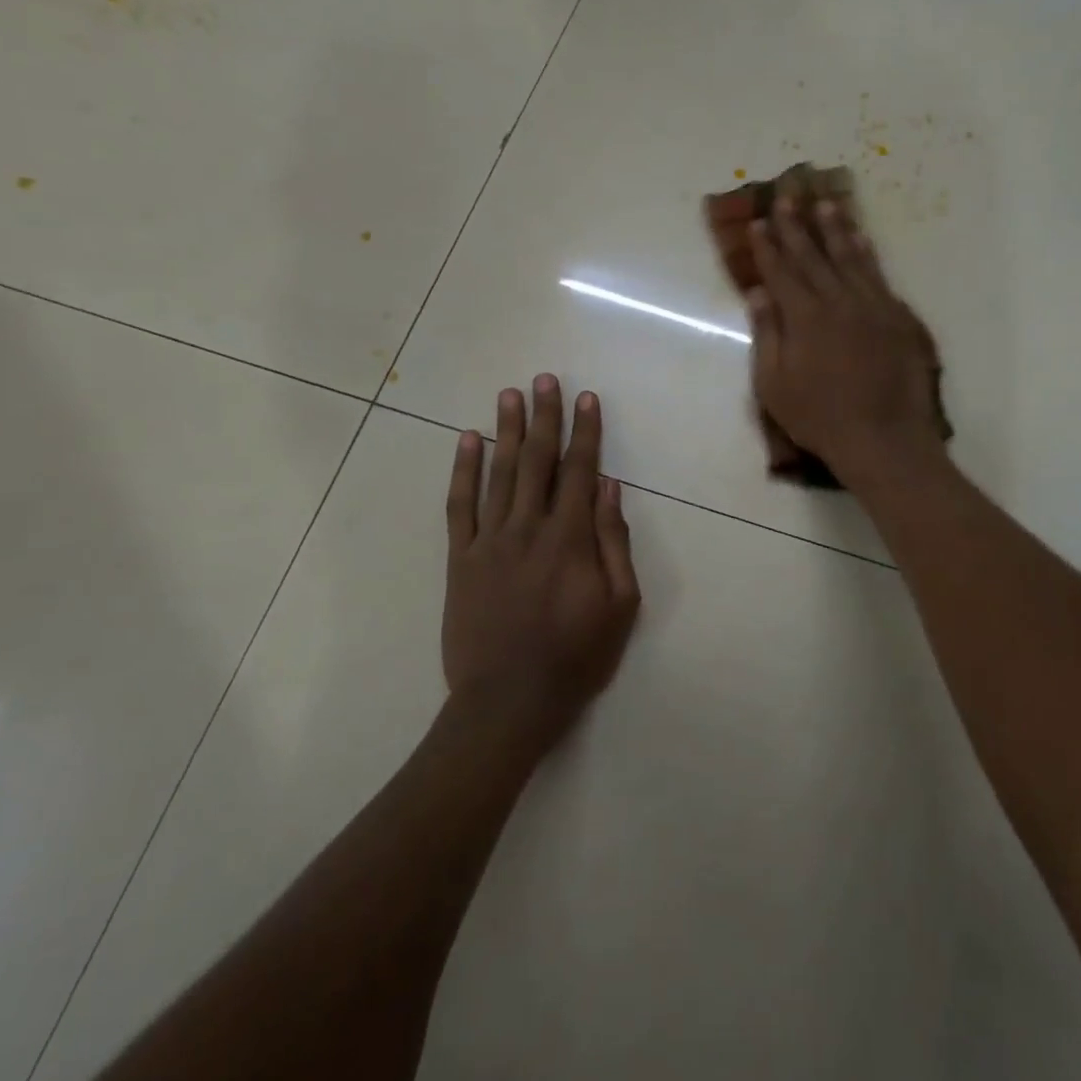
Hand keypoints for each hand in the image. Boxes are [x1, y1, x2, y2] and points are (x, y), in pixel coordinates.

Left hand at [443, 376, 640, 734]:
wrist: (508, 701)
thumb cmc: (575, 656)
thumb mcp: (620, 606)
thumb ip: (615, 543)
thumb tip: (611, 489)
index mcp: (570, 539)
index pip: (580, 471)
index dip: (585, 432)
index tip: (586, 399)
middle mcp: (528, 528)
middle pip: (538, 461)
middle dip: (544, 417)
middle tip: (544, 379)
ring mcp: (489, 541)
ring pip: (498, 473)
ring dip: (506, 430)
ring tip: (509, 394)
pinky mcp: (461, 559)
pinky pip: (459, 506)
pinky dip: (463, 470)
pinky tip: (467, 440)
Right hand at [747, 197, 946, 487]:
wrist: (884, 437)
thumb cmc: (820, 418)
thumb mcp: (775, 385)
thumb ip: (767, 335)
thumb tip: (758, 293)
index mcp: (804, 317)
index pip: (781, 271)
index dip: (768, 246)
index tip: (759, 221)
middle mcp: (838, 301)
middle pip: (814, 256)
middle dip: (797, 225)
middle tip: (788, 195)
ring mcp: (873, 306)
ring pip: (850, 257)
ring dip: (836, 229)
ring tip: (826, 203)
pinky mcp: (898, 317)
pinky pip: (879, 275)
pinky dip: (868, 254)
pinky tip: (862, 240)